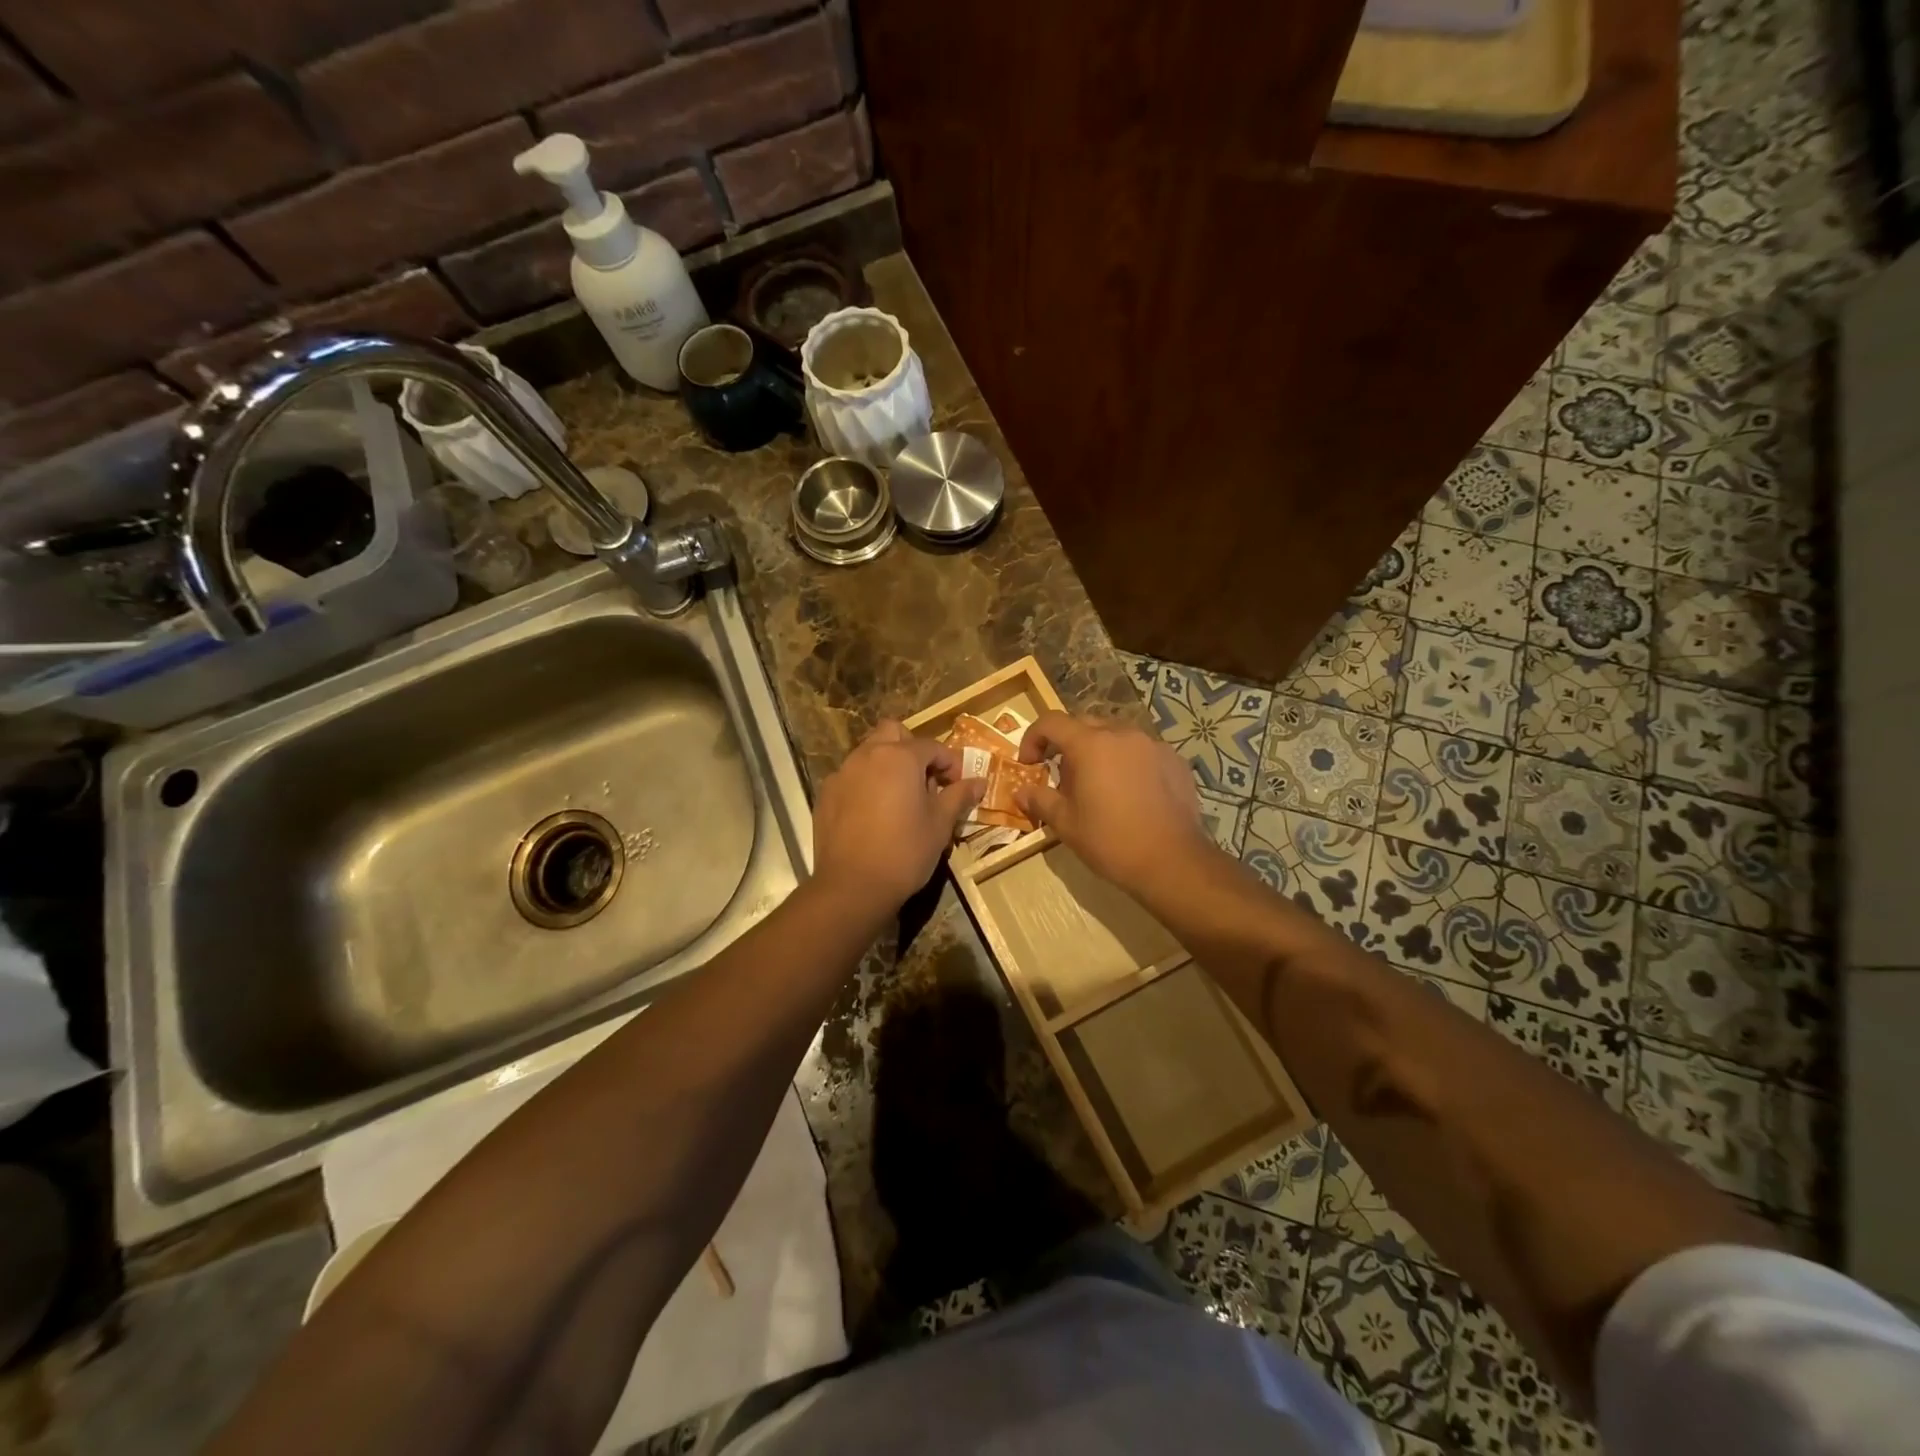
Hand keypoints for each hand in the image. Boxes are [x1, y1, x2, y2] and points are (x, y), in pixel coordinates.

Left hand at [811, 720, 984, 918]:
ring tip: (900, 797)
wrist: (852, 887)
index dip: (950, 763)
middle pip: (893, 733)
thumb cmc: (905, 852)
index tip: (957, 785)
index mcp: (900, 757)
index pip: (932, 746)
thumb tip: (979, 782)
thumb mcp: (940, 824)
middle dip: (912, 748)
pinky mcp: (825, 794)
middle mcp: (867, 755)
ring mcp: (842, 773)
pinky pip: (850, 776)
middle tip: (925, 779)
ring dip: (887, 764)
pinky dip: (866, 783)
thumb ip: (959, 796)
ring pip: (869, 753)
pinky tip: (874, 813)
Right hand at [1015, 712, 1213, 894]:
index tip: (1030, 764)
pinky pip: (1142, 751)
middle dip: (1066, 744)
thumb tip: (1021, 791)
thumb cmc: (1111, 841)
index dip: (1033, 738)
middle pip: (1085, 724)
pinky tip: (1131, 793)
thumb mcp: (1066, 824)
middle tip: (1062, 776)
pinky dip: (1128, 762)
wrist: (1172, 861)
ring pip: (1116, 735)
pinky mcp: (1175, 760)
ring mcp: (1153, 745)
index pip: (1051, 722)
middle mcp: (1122, 734)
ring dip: (1099, 751)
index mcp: (1091, 745)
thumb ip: (1040, 800)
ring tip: (1098, 784)